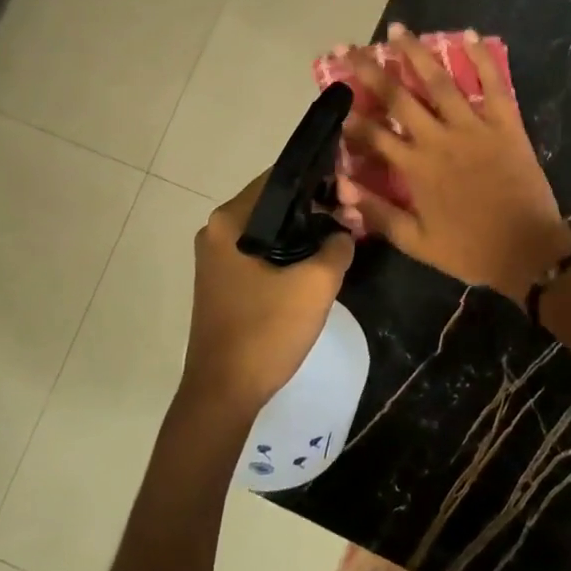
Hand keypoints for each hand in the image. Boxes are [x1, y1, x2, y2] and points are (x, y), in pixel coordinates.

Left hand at [180, 174, 354, 413]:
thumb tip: (344, 232)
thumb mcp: (316, 284)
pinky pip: (262, 252)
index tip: (351, 189)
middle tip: (352, 218)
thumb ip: (338, 246)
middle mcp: (217, 231)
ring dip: (304, 232)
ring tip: (342, 240)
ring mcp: (218, 258)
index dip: (319, 178)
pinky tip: (316, 266)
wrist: (224, 393)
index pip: (279, 178)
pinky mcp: (224, 281)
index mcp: (229, 221)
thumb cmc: (266, 331)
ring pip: (271, 230)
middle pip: (275, 204)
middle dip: (315, 207)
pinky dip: (288, 253)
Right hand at [339, 24, 570, 303]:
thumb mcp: (416, 242)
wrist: (527, 251)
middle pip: (398, 97)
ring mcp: (474, 128)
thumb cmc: (469, 250)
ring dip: (416, 53)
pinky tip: (467, 34)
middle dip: (370, 70)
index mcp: (416, 168)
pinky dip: (481, 58)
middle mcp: (439, 139)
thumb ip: (378, 212)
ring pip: (440, 82)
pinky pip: (493, 85)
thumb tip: (342, 186)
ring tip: (398, 30)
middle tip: (349, 46)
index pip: (374, 135)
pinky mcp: (506, 125)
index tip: (335, 96)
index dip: (351, 116)